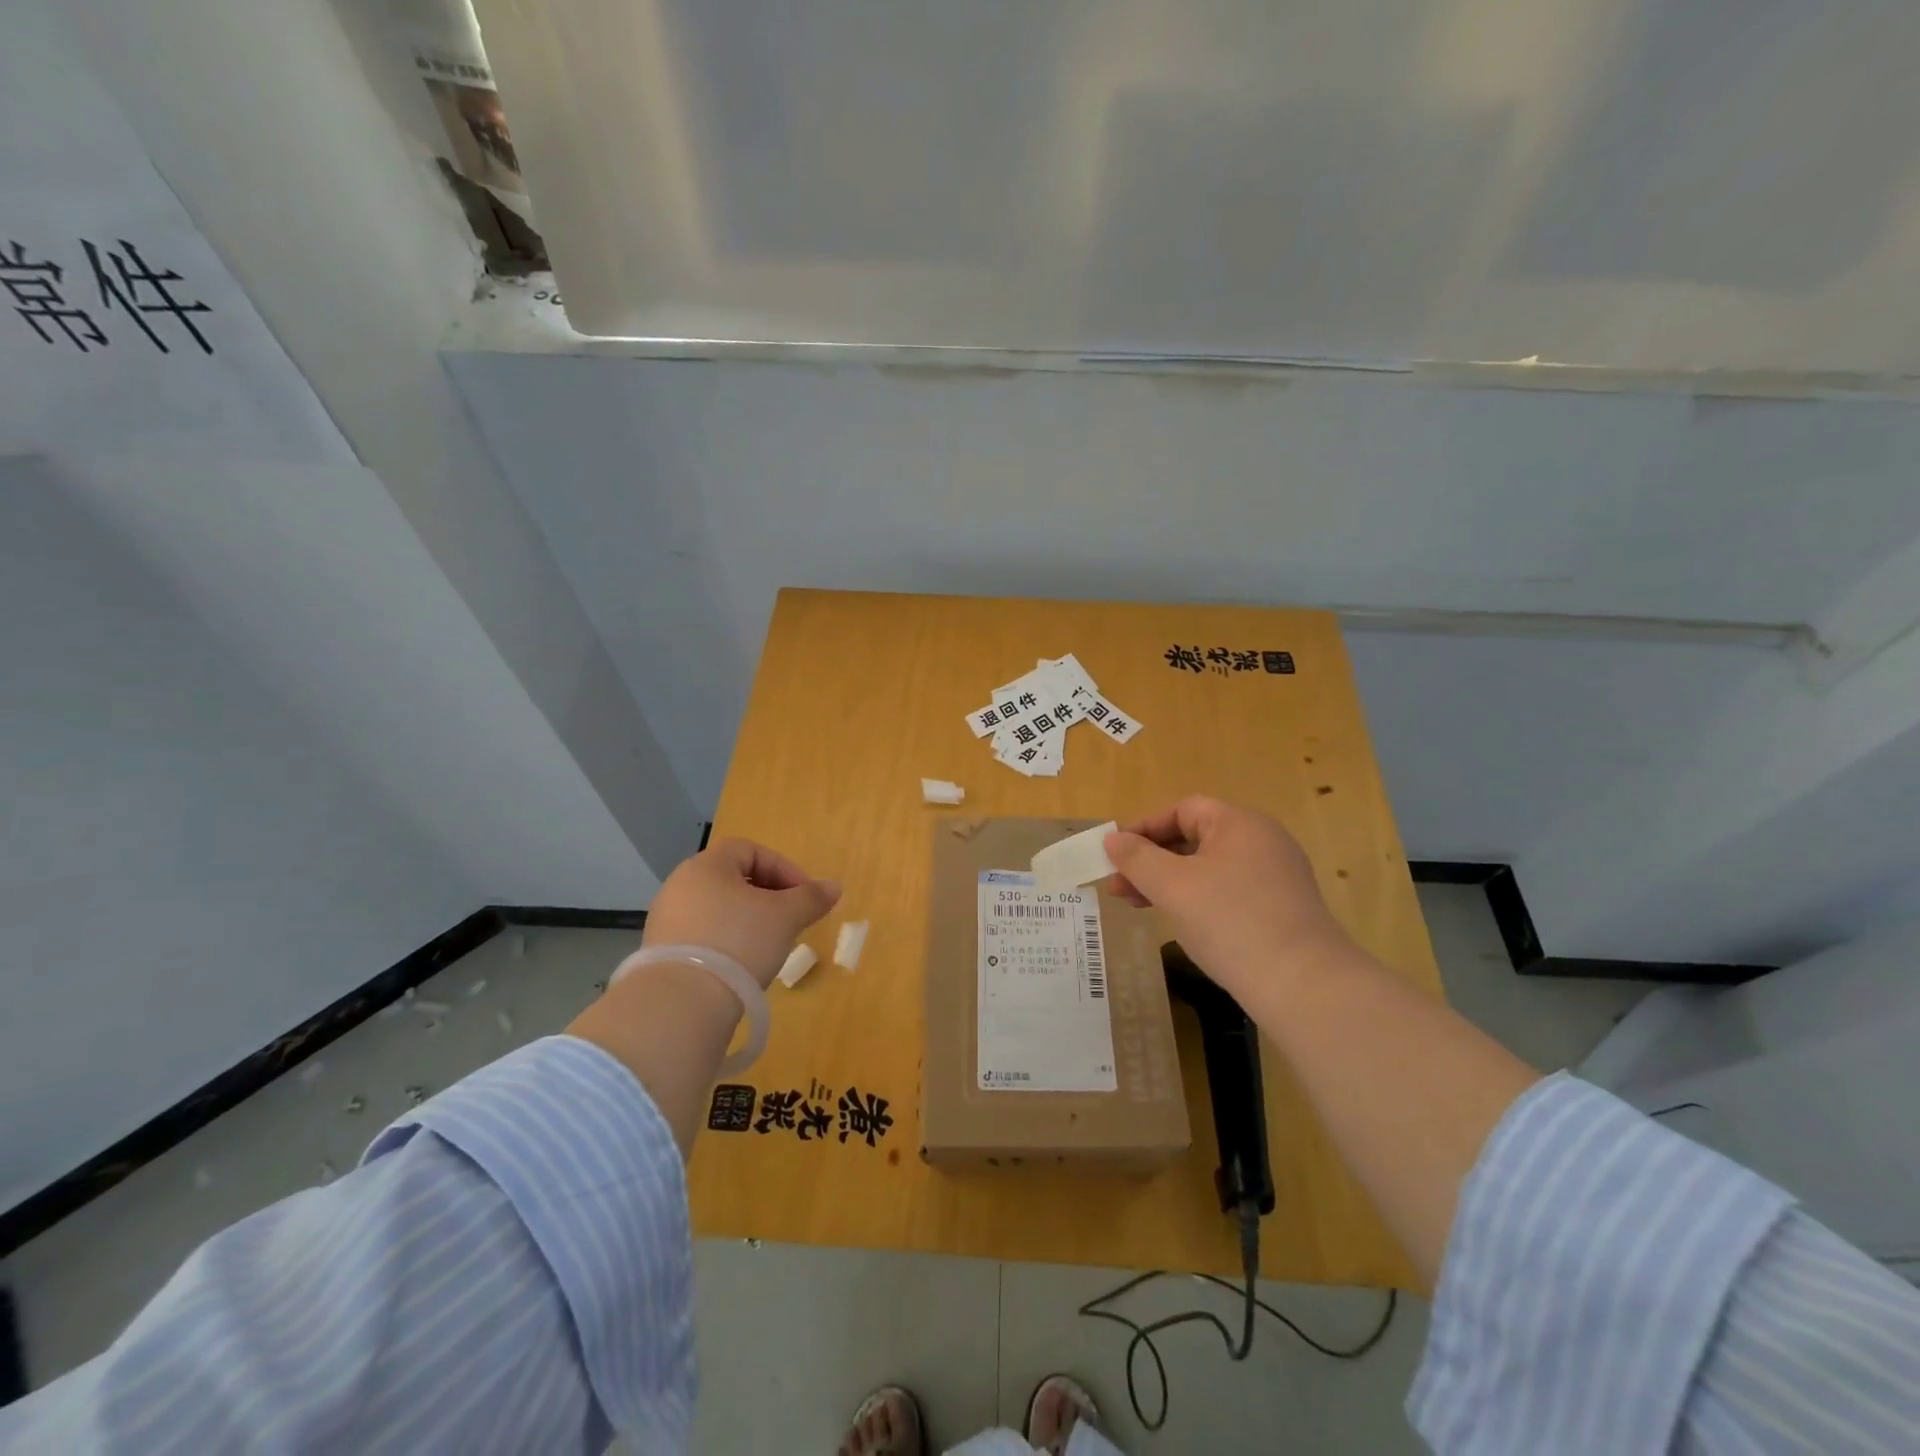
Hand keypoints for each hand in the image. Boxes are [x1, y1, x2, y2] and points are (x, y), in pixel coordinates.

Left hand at [642, 837, 840, 988]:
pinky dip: (727, 942)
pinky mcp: (661, 953)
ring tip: (770, 945)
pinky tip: (743, 965)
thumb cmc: (739, 942)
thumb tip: (834, 887)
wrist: (683, 1004)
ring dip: (748, 920)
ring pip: (719, 908)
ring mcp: (666, 920)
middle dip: (768, 896)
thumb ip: (811, 898)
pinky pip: (703, 935)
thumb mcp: (786, 917)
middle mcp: (680, 885)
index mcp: (706, 866)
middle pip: (733, 878)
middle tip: (791, 919)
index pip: (750, 850)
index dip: (783, 868)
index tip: (804, 896)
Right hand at [1103, 796, 1351, 997]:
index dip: (1144, 828)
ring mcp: (1276, 876)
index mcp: (1240, 823)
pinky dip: (1196, 899)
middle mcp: (1262, 841)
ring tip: (1137, 906)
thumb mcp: (1172, 886)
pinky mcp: (1281, 908)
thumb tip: (1113, 840)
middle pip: (1195, 838)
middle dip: (1151, 860)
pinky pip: (1228, 891)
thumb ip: (1137, 858)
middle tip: (1118, 887)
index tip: (1115, 855)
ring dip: (1168, 882)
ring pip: (1208, 868)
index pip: (1183, 810)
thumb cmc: (1230, 921)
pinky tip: (1179, 922)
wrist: (1304, 985)